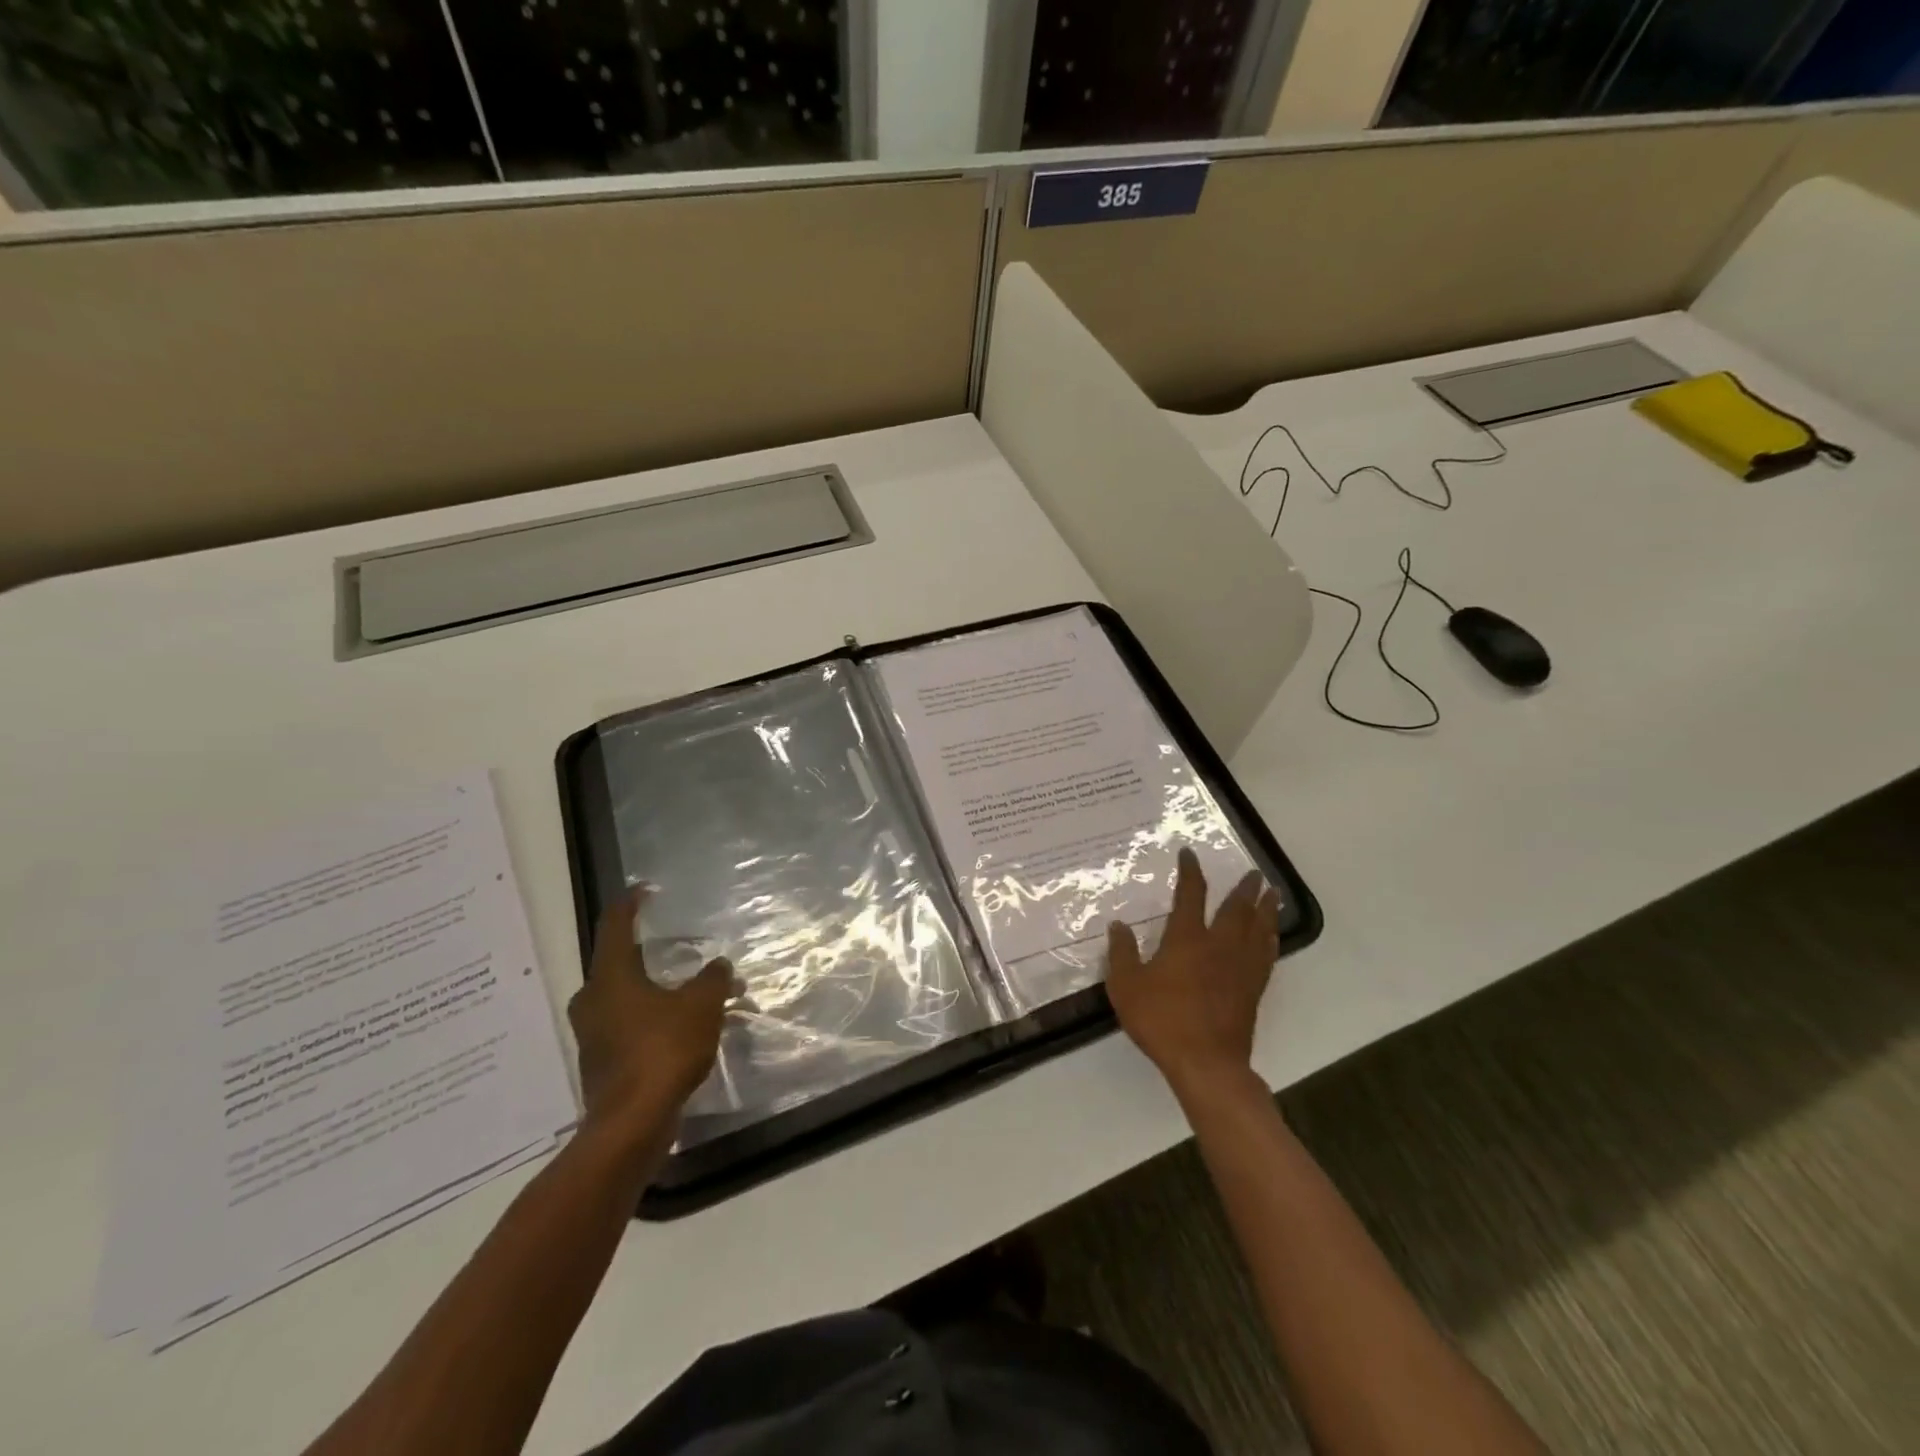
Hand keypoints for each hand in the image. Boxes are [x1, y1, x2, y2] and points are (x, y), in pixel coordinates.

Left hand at [567, 888, 731, 1147]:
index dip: (630, 904)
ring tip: (690, 990)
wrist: (631, 1124)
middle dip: (647, 953)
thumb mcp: (701, 1005)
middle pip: (617, 964)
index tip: (644, 890)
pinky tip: (681, 1027)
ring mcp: (593, 1035)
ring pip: (624, 997)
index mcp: (610, 977)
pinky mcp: (602, 1063)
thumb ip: (713, 979)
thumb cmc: (663, 1050)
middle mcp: (593, 1000)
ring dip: (655, 990)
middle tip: (676, 947)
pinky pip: (628, 1026)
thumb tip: (719, 966)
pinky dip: (652, 1018)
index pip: (615, 926)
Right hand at [1106, 848, 1281, 1100]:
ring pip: (1258, 929)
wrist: (1206, 1063)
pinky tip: (1271, 936)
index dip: (1191, 872)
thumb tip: (1118, 925)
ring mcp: (1240, 968)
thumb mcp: (1126, 986)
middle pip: (1236, 909)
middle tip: (1254, 873)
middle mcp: (1219, 946)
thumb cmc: (1162, 1020)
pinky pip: (1266, 955)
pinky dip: (1270, 939)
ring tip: (1272, 894)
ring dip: (1265, 909)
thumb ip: (1123, 953)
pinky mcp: (1253, 990)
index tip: (1190, 854)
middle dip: (1244, 888)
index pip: (1191, 895)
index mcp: (1187, 939)